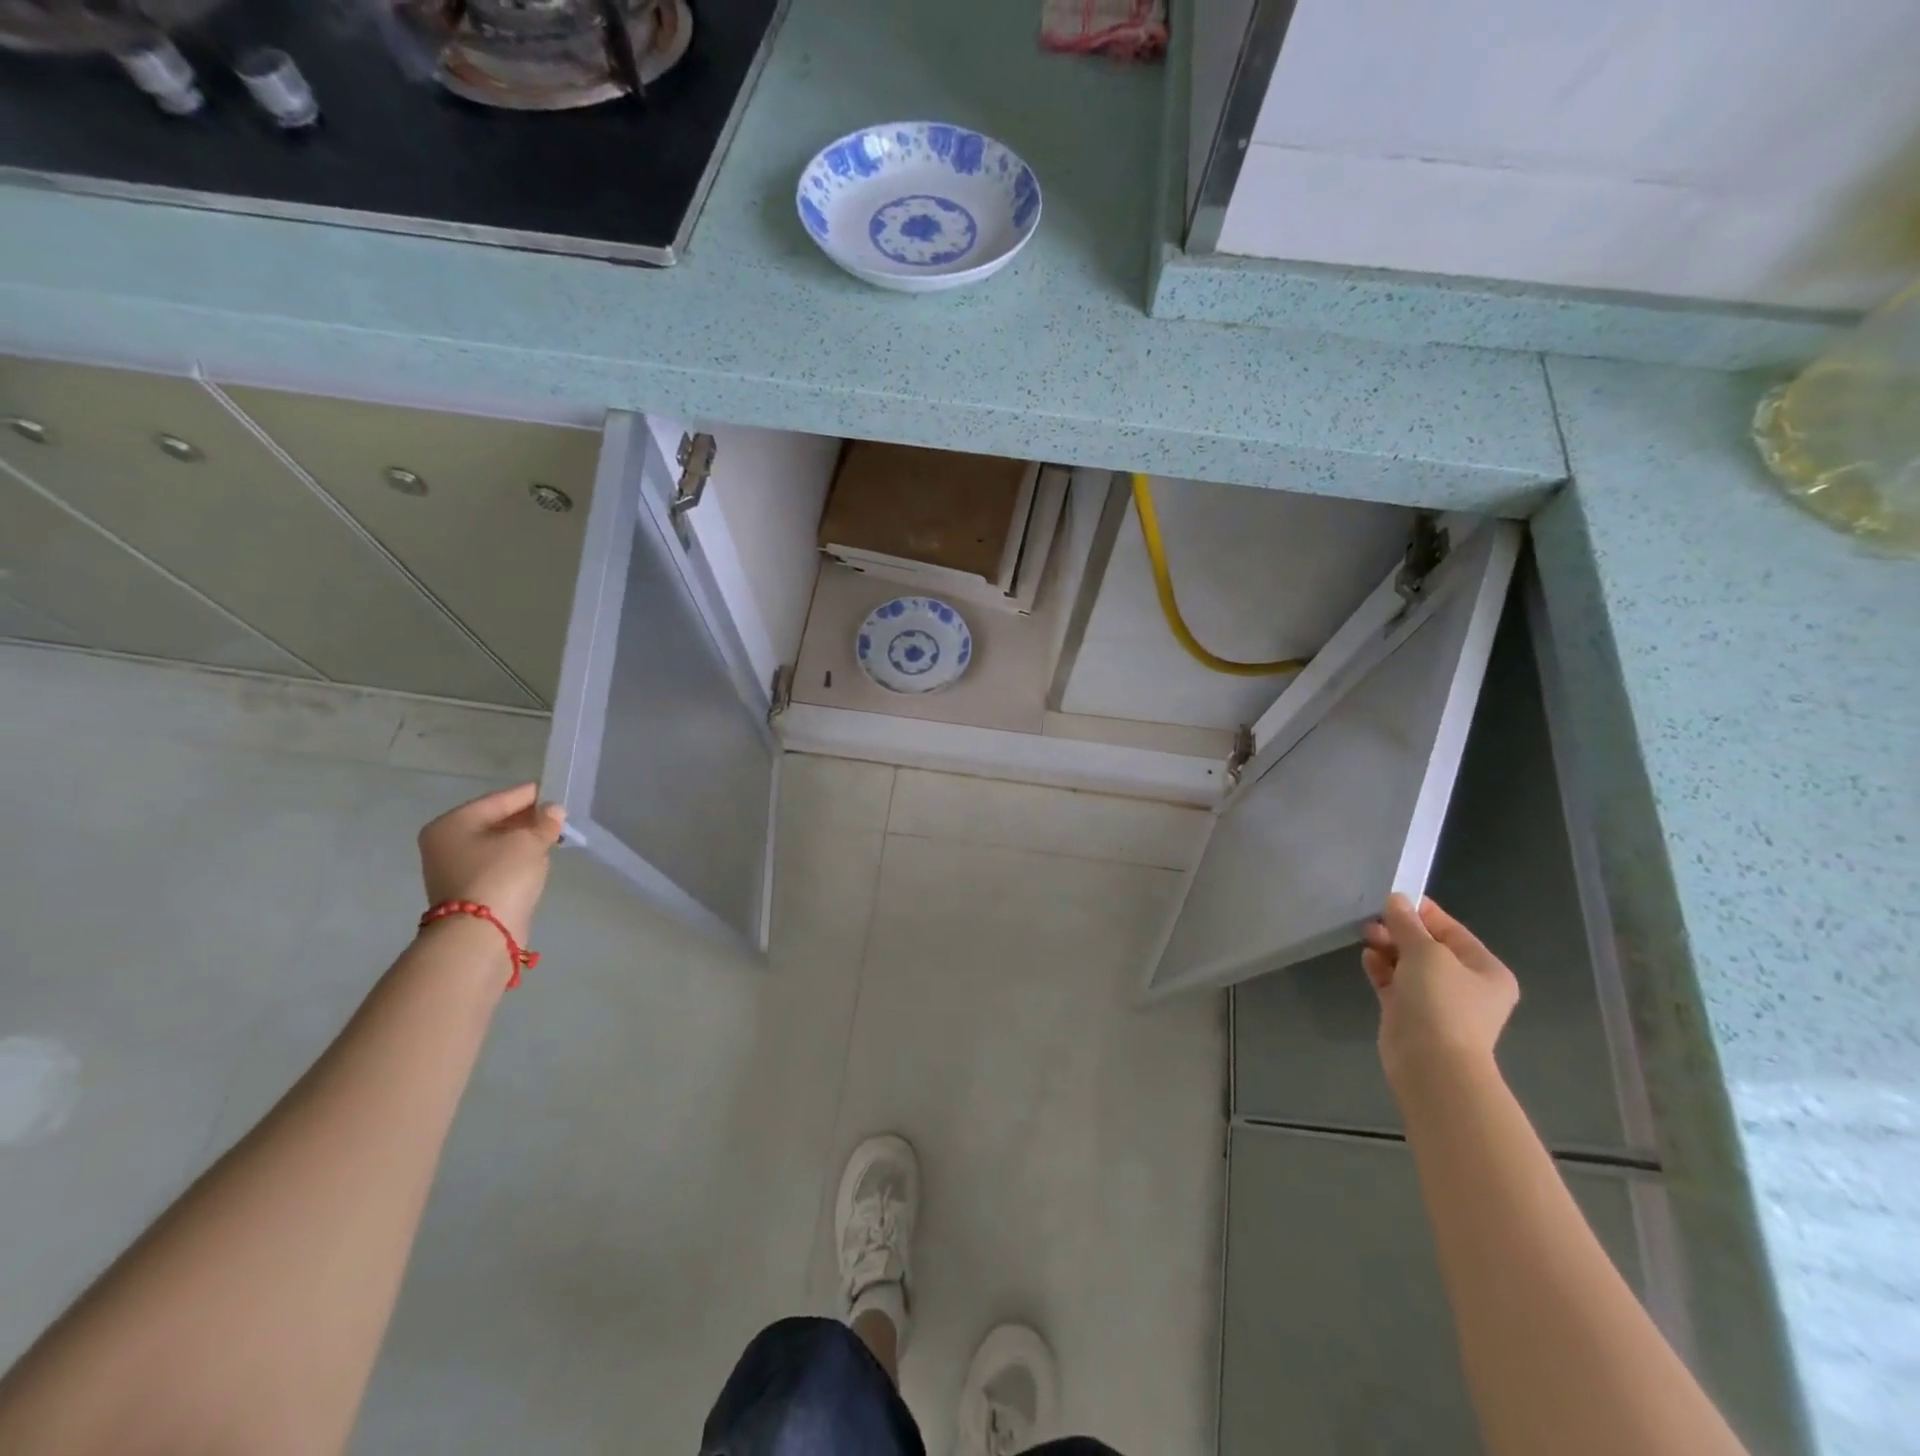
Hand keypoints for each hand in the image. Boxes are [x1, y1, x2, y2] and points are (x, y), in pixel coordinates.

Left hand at [417, 783, 566, 944]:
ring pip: (496, 844)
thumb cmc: (500, 876)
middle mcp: (446, 843)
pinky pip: (497, 864)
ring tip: (553, 835)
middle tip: (557, 815)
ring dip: (523, 840)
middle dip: (527, 819)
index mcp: (452, 824)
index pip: (498, 800)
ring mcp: (454, 869)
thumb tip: (554, 811)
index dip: (529, 795)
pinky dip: (516, 859)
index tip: (555, 791)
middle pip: (494, 822)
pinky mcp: (468, 890)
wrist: (481, 934)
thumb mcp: (529, 842)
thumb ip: (544, 822)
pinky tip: (538, 858)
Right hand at [1361, 894, 1518, 1085]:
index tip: (1392, 898)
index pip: (1452, 930)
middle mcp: (1466, 985)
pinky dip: (1382, 969)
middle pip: (1429, 947)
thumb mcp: (1425, 952)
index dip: (1423, 912)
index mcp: (1486, 970)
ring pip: (1409, 965)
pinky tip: (1367, 958)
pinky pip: (1395, 983)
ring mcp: (1438, 1001)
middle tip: (1372, 919)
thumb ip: (1407, 924)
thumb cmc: (1441, 1001)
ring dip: (1388, 948)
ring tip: (1365, 935)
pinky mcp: (1411, 1014)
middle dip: (1401, 931)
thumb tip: (1396, 900)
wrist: (1431, 1064)